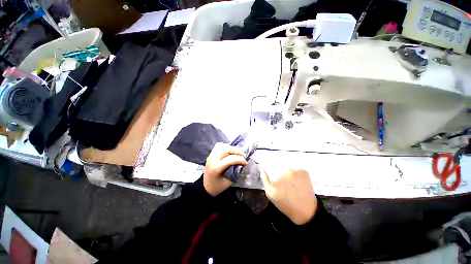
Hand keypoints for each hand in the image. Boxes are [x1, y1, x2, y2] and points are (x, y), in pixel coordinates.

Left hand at [204, 143, 247, 195]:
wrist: (205, 187)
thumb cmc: (217, 186)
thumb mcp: (228, 182)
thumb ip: (235, 172)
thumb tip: (242, 164)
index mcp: (216, 168)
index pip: (230, 159)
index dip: (240, 159)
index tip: (245, 162)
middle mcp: (212, 159)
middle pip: (226, 149)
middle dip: (236, 151)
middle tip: (242, 155)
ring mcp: (210, 156)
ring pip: (222, 146)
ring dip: (231, 148)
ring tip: (237, 153)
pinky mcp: (211, 155)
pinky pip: (219, 147)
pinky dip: (226, 147)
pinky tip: (230, 152)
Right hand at [261, 168, 316, 224]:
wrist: (305, 210)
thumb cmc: (285, 203)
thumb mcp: (270, 194)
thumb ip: (265, 180)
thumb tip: (264, 170)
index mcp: (276, 176)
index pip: (268, 163)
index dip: (267, 165)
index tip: (268, 169)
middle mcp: (286, 169)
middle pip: (277, 162)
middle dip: (276, 166)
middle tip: (278, 175)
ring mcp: (296, 169)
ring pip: (286, 163)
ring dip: (284, 167)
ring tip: (286, 177)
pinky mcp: (304, 170)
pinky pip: (294, 166)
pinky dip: (292, 170)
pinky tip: (293, 177)